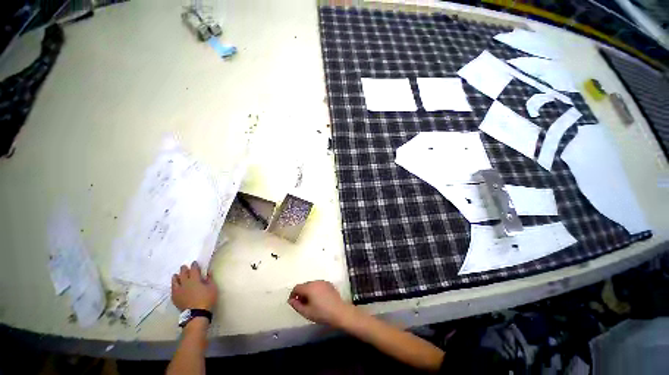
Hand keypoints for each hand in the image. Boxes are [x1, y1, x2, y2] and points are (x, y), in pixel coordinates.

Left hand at [171, 262, 217, 311]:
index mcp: (195, 280)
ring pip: (175, 281)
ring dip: (176, 277)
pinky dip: (173, 286)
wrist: (196, 313)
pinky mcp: (175, 298)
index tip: (194, 262)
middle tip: (184, 266)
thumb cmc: (206, 299)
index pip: (194, 270)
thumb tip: (208, 271)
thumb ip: (209, 279)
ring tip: (176, 275)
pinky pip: (172, 289)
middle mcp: (185, 283)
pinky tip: (174, 286)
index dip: (194, 265)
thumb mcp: (212, 288)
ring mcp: (178, 291)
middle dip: (184, 269)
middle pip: (183, 274)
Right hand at [288, 280, 353, 327]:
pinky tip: (319, 299)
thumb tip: (291, 300)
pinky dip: (316, 290)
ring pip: (312, 285)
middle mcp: (316, 282)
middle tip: (301, 304)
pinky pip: (319, 285)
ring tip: (310, 302)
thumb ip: (296, 305)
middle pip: (304, 285)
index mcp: (309, 287)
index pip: (297, 287)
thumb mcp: (306, 312)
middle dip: (301, 293)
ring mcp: (323, 282)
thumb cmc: (322, 313)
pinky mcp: (329, 284)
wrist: (339, 312)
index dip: (292, 294)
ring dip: (308, 291)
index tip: (293, 302)